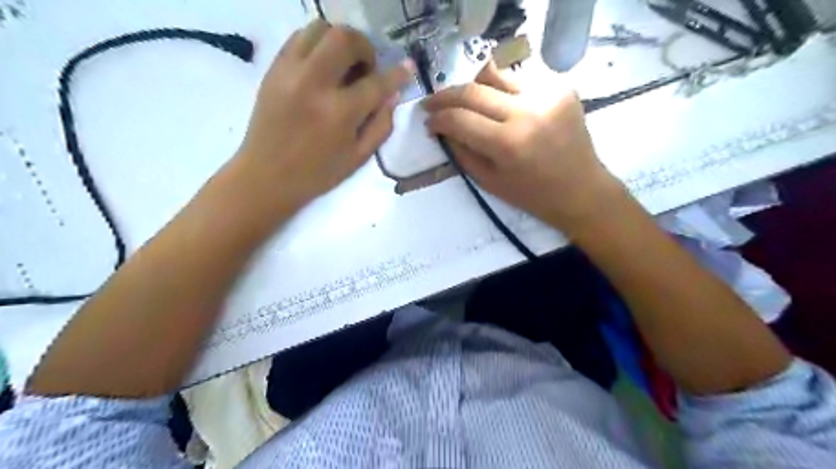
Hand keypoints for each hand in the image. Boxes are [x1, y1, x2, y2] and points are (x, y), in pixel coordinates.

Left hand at [239, 21, 409, 210]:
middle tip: (367, 68)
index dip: (397, 74)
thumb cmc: (318, 173)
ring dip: (339, 41)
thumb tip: (392, 95)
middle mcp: (314, 84)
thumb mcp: (359, 157)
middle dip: (365, 48)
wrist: (267, 176)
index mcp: (340, 113)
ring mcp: (290, 72)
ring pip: (319, 29)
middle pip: (345, 39)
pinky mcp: (274, 69)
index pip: (376, 82)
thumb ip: (381, 125)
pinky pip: (298, 37)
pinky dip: (317, 44)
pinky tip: (323, 65)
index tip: (407, 68)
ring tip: (344, 64)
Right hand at [426, 62, 625, 233]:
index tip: (428, 122)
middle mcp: (526, 112)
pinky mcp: (561, 87)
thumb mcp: (489, 182)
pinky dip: (502, 89)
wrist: (580, 189)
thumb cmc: (532, 195)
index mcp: (507, 144)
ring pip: (495, 74)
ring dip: (473, 87)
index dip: (437, 118)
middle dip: (445, 96)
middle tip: (432, 104)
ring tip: (464, 101)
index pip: (459, 118)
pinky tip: (498, 103)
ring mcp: (547, 94)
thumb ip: (462, 152)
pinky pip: (520, 78)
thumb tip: (442, 128)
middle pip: (473, 90)